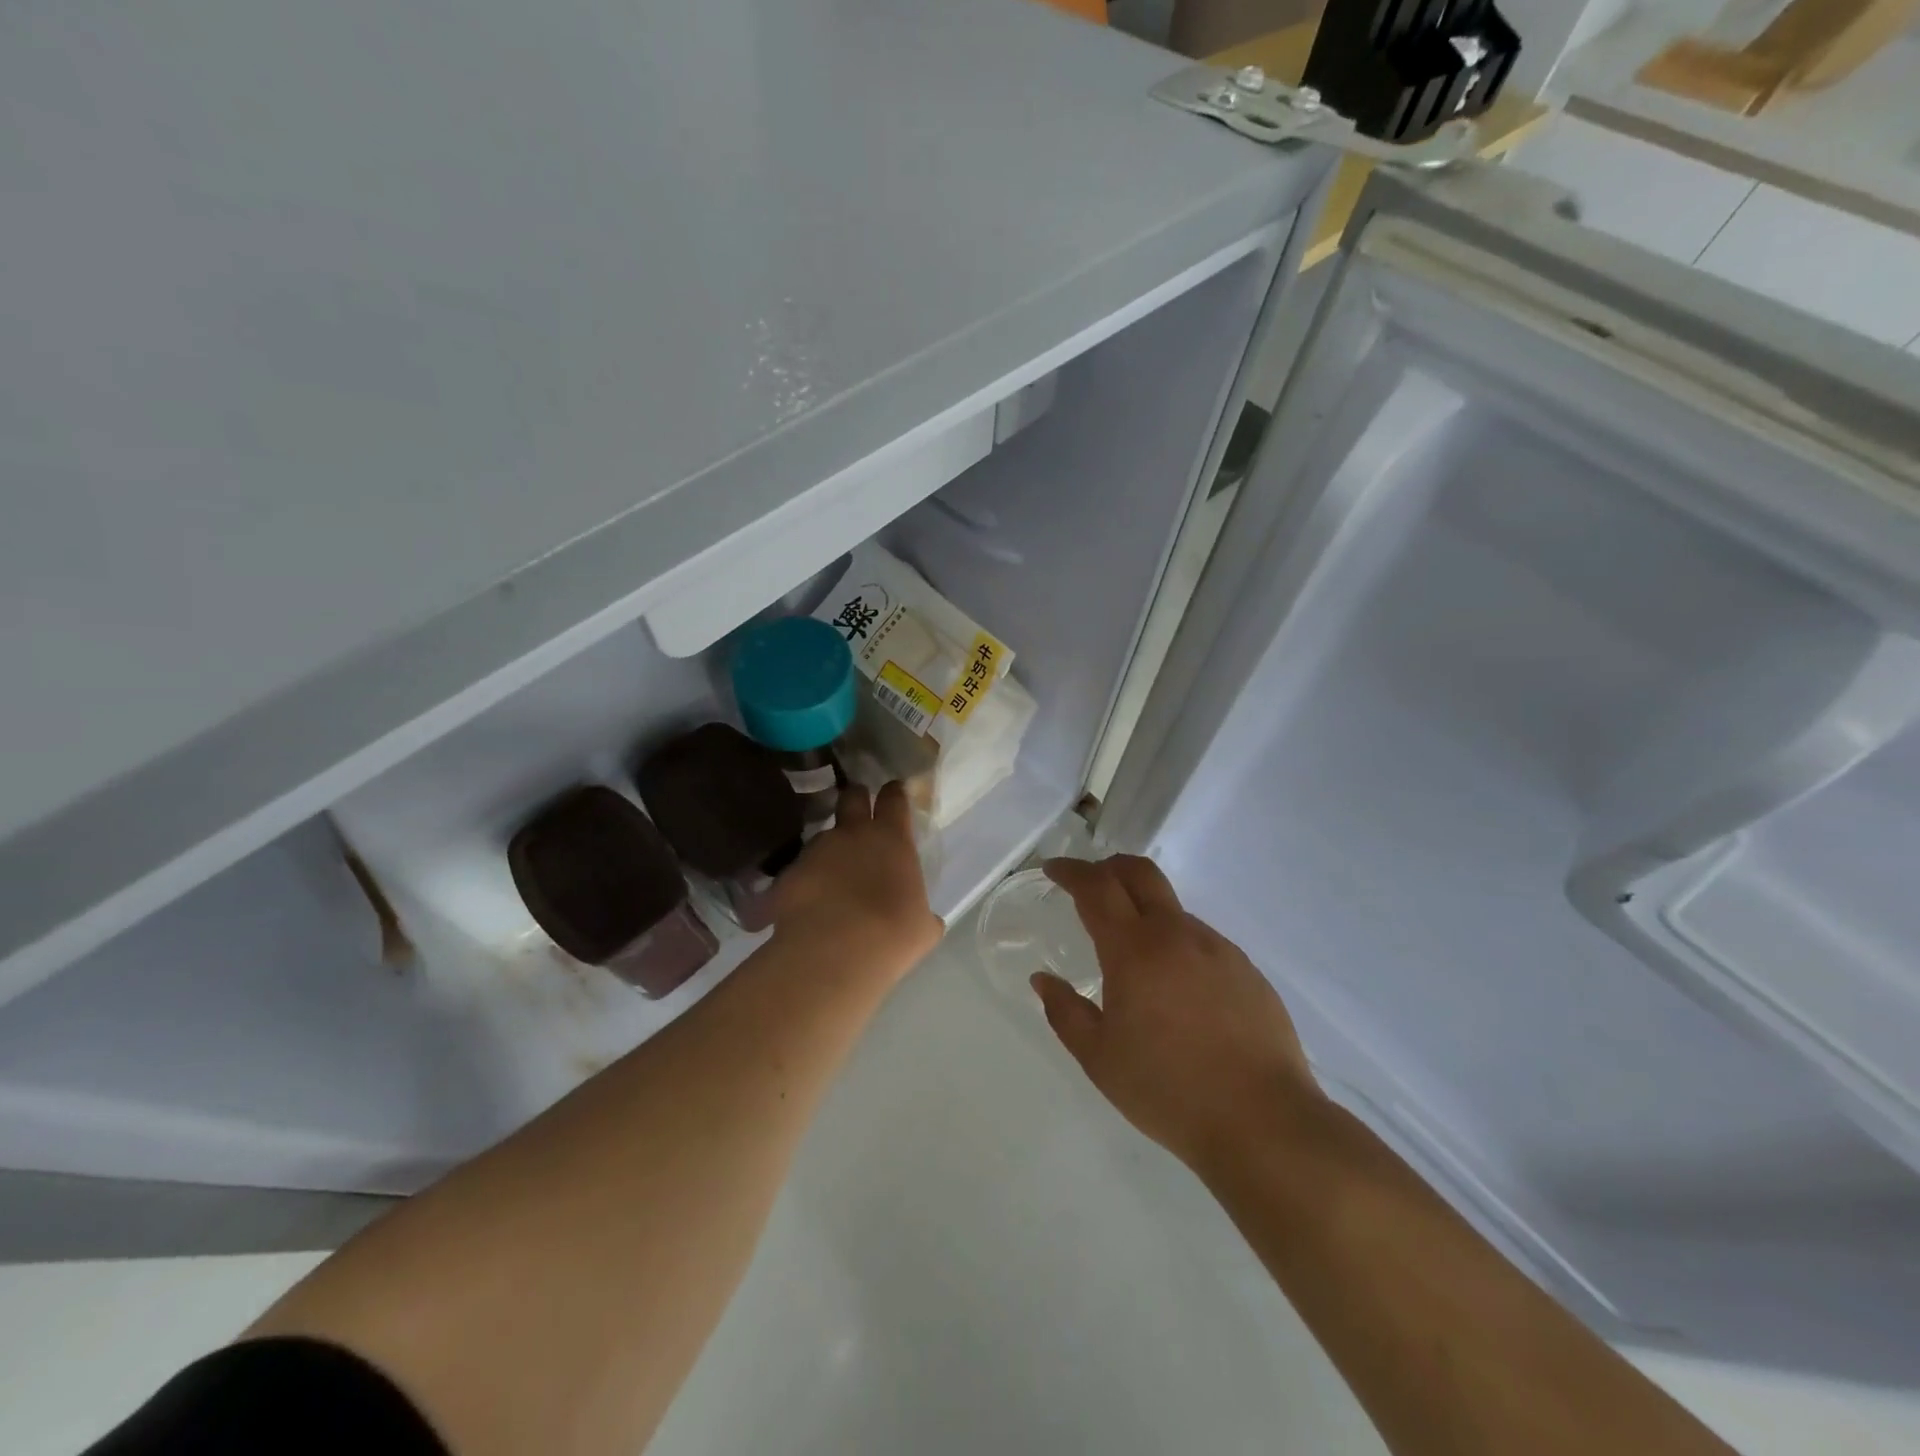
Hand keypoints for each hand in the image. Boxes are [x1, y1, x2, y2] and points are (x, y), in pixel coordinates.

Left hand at [771, 782, 941, 984]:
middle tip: (858, 813)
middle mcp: (852, 833)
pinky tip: (806, 907)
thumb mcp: (921, 928)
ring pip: (822, 837)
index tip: (894, 792)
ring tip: (830, 877)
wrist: (834, 953)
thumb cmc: (892, 934)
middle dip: (856, 799)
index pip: (894, 798)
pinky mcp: (787, 874)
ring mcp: (816, 850)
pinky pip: (797, 873)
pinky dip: (803, 884)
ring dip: (827, 850)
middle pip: (852, 797)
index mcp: (892, 839)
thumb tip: (926, 920)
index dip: (894, 793)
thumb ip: (922, 914)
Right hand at [1033, 855, 1321, 1173]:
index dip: (1071, 871)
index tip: (1053, 869)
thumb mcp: (1099, 1058)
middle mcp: (1177, 934)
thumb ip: (1065, 1012)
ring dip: (1145, 913)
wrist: (1264, 1122)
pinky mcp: (1247, 970)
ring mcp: (1218, 949)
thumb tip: (1043, 979)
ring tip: (1134, 958)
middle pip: (1140, 873)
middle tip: (1089, 883)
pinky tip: (1178, 990)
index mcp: (1134, 950)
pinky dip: (1177, 945)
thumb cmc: (1168, 1090)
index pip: (1097, 888)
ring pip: (1172, 910)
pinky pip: (1201, 942)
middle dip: (1109, 867)